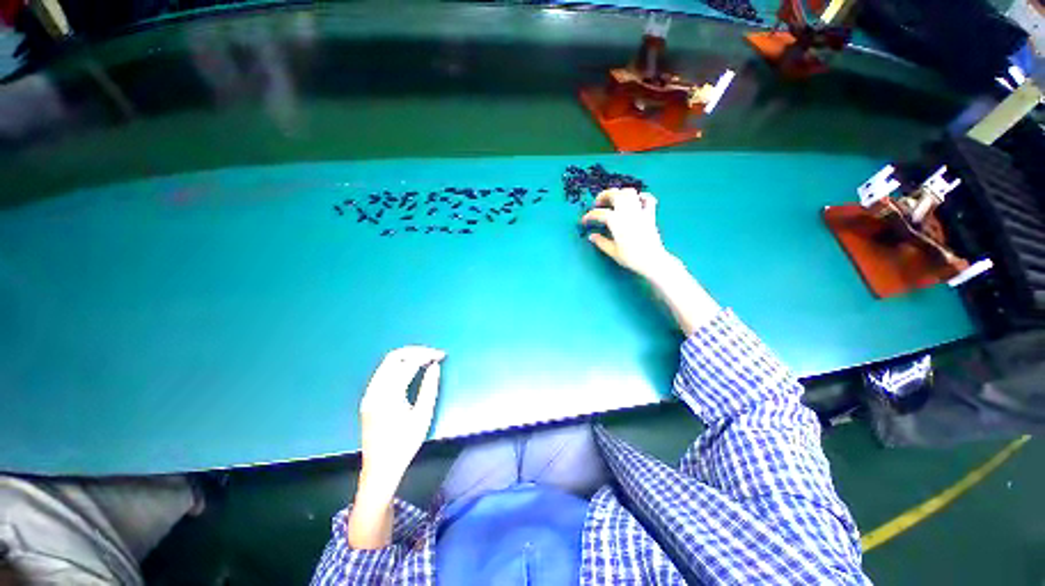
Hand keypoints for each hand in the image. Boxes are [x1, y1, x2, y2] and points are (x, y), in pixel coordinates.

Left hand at [358, 345, 444, 496]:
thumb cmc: (405, 445)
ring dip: (406, 357)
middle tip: (432, 354)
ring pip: (386, 364)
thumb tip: (434, 367)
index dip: (426, 356)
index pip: (408, 364)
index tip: (441, 355)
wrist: (380, 469)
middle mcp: (374, 391)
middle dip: (415, 352)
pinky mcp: (368, 399)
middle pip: (393, 358)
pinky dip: (398, 366)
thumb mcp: (423, 416)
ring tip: (425, 360)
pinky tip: (411, 371)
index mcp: (388, 396)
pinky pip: (383, 373)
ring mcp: (368, 394)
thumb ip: (429, 388)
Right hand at [580, 188, 673, 279]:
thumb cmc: (631, 258)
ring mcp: (639, 212)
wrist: (652, 260)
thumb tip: (592, 236)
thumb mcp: (612, 251)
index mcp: (616, 221)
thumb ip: (600, 242)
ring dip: (620, 193)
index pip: (599, 213)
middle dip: (603, 196)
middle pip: (615, 195)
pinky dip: (641, 196)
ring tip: (614, 199)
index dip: (589, 216)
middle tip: (597, 203)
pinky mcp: (650, 215)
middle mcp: (627, 212)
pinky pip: (648, 199)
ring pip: (629, 193)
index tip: (585, 221)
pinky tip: (636, 200)